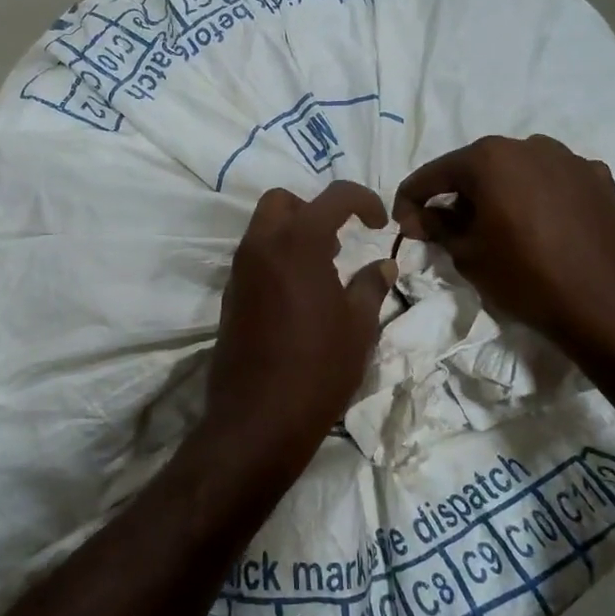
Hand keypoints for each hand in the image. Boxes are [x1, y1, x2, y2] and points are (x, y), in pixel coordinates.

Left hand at [203, 182, 396, 483]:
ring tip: (325, 270)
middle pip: (282, 202)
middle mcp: (261, 247)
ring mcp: (239, 273)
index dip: (363, 201)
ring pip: (263, 230)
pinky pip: (253, 260)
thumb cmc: (320, 368)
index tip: (380, 223)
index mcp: (298, 243)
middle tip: (340, 240)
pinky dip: (277, 260)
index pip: (334, 197)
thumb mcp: (359, 326)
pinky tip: (300, 296)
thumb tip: (383, 265)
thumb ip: (371, 286)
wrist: (259, 418)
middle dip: (314, 209)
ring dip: (293, 235)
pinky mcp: (230, 298)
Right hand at [392, 135, 614, 359]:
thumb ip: (437, 227)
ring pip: (519, 171)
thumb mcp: (467, 255)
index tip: (403, 225)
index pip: (432, 175)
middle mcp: (529, 146)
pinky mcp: (600, 179)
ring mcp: (570, 159)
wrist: (604, 303)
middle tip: (448, 229)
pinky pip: (555, 182)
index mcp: (489, 158)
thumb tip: (419, 216)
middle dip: (458, 195)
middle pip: (478, 168)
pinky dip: (539, 198)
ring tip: (499, 228)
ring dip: (501, 193)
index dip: (410, 200)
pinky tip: (541, 226)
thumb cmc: (524, 277)